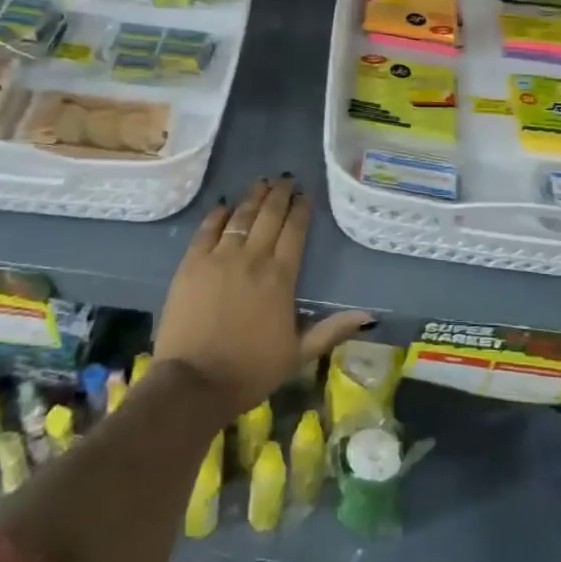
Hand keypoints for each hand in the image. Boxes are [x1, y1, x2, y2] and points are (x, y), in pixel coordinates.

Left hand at [152, 176, 373, 415]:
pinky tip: (224, 205)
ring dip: (253, 197)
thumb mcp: (298, 355)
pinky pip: (207, 228)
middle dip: (280, 194)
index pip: (295, 231)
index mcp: (281, 277)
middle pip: (269, 215)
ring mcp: (219, 257)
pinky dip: (218, 213)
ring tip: (261, 182)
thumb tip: (368, 315)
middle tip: (285, 179)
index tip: (306, 194)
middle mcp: (253, 258)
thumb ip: (332, 330)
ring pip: (241, 216)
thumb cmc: (250, 371)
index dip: (302, 209)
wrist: (194, 382)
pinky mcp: (191, 263)